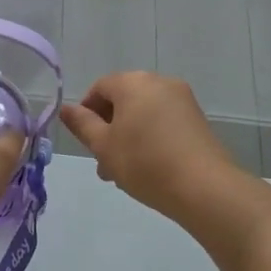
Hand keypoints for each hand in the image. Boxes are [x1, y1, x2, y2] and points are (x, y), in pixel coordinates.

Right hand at [58, 71, 245, 222]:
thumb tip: (66, 108)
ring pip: (143, 113)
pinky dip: (150, 138)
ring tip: (124, 172)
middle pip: (123, 100)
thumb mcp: (104, 146)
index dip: (86, 113)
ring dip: (128, 136)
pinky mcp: (197, 119)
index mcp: (132, 82)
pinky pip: (163, 122)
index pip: (99, 88)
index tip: (85, 142)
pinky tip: (149, 168)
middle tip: (103, 163)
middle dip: (109, 129)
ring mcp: (182, 99)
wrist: (205, 188)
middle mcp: (158, 81)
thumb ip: (82, 124)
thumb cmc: (145, 162)